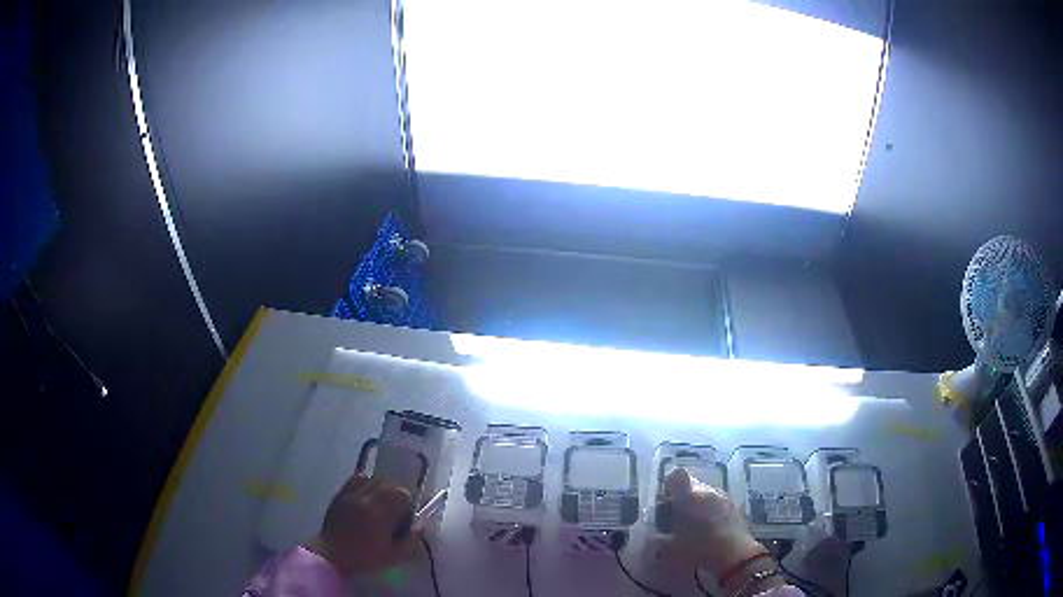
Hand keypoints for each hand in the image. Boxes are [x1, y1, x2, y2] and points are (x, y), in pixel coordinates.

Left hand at [303, 474, 421, 575]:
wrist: (332, 555)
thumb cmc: (364, 558)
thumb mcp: (393, 556)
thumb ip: (411, 541)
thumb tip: (422, 526)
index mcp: (380, 514)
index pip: (402, 493)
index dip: (408, 504)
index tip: (405, 518)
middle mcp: (365, 498)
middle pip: (389, 482)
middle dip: (397, 494)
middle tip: (395, 510)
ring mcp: (351, 494)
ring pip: (373, 478)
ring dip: (382, 487)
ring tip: (381, 502)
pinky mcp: (341, 494)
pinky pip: (356, 478)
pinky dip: (366, 483)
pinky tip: (366, 496)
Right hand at [663, 467, 765, 576]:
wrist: (734, 556)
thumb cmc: (698, 549)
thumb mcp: (669, 549)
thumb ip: (657, 537)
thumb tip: (651, 533)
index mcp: (688, 497)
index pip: (676, 474)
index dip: (668, 483)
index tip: (665, 499)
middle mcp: (706, 491)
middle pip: (690, 484)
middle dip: (681, 497)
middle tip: (676, 517)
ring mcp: (723, 496)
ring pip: (704, 493)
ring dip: (696, 503)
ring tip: (693, 525)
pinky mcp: (734, 505)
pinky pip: (716, 501)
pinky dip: (709, 510)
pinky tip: (709, 528)